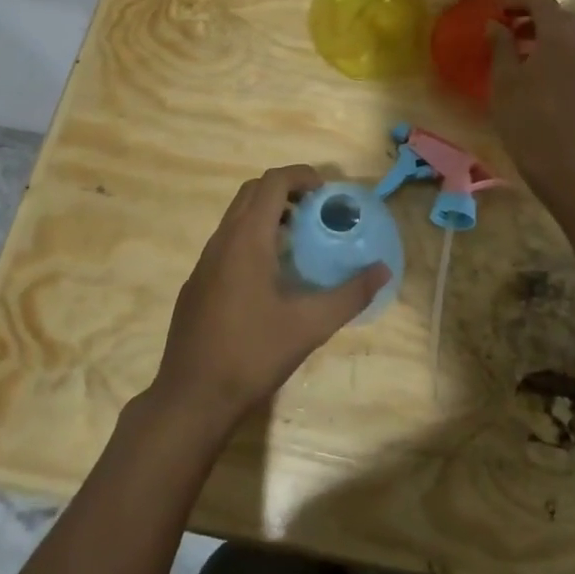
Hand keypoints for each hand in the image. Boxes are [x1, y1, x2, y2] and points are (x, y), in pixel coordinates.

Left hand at [151, 165, 387, 431]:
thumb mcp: (310, 326)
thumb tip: (383, 271)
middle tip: (316, 210)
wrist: (191, 398)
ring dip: (267, 213)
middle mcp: (221, 241)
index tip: (327, 192)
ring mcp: (204, 262)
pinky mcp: (197, 284)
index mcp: (247, 240)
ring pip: (236, 217)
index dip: (301, 175)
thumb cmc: (252, 354)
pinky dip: (251, 237)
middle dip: (285, 190)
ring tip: (299, 239)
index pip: (272, 182)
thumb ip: (350, 295)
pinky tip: (270, 275)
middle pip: (251, 192)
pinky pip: (226, 242)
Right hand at [488, 0, 574, 187]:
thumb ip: (501, 47)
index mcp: (559, 34)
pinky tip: (542, 77)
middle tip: (512, 32)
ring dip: (551, 37)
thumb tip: (496, 24)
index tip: (500, 14)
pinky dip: (562, 54)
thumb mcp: (504, 81)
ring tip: (525, 55)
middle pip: (563, 17)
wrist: (572, 166)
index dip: (519, 3)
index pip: (542, 3)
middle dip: (538, 18)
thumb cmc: (529, 119)